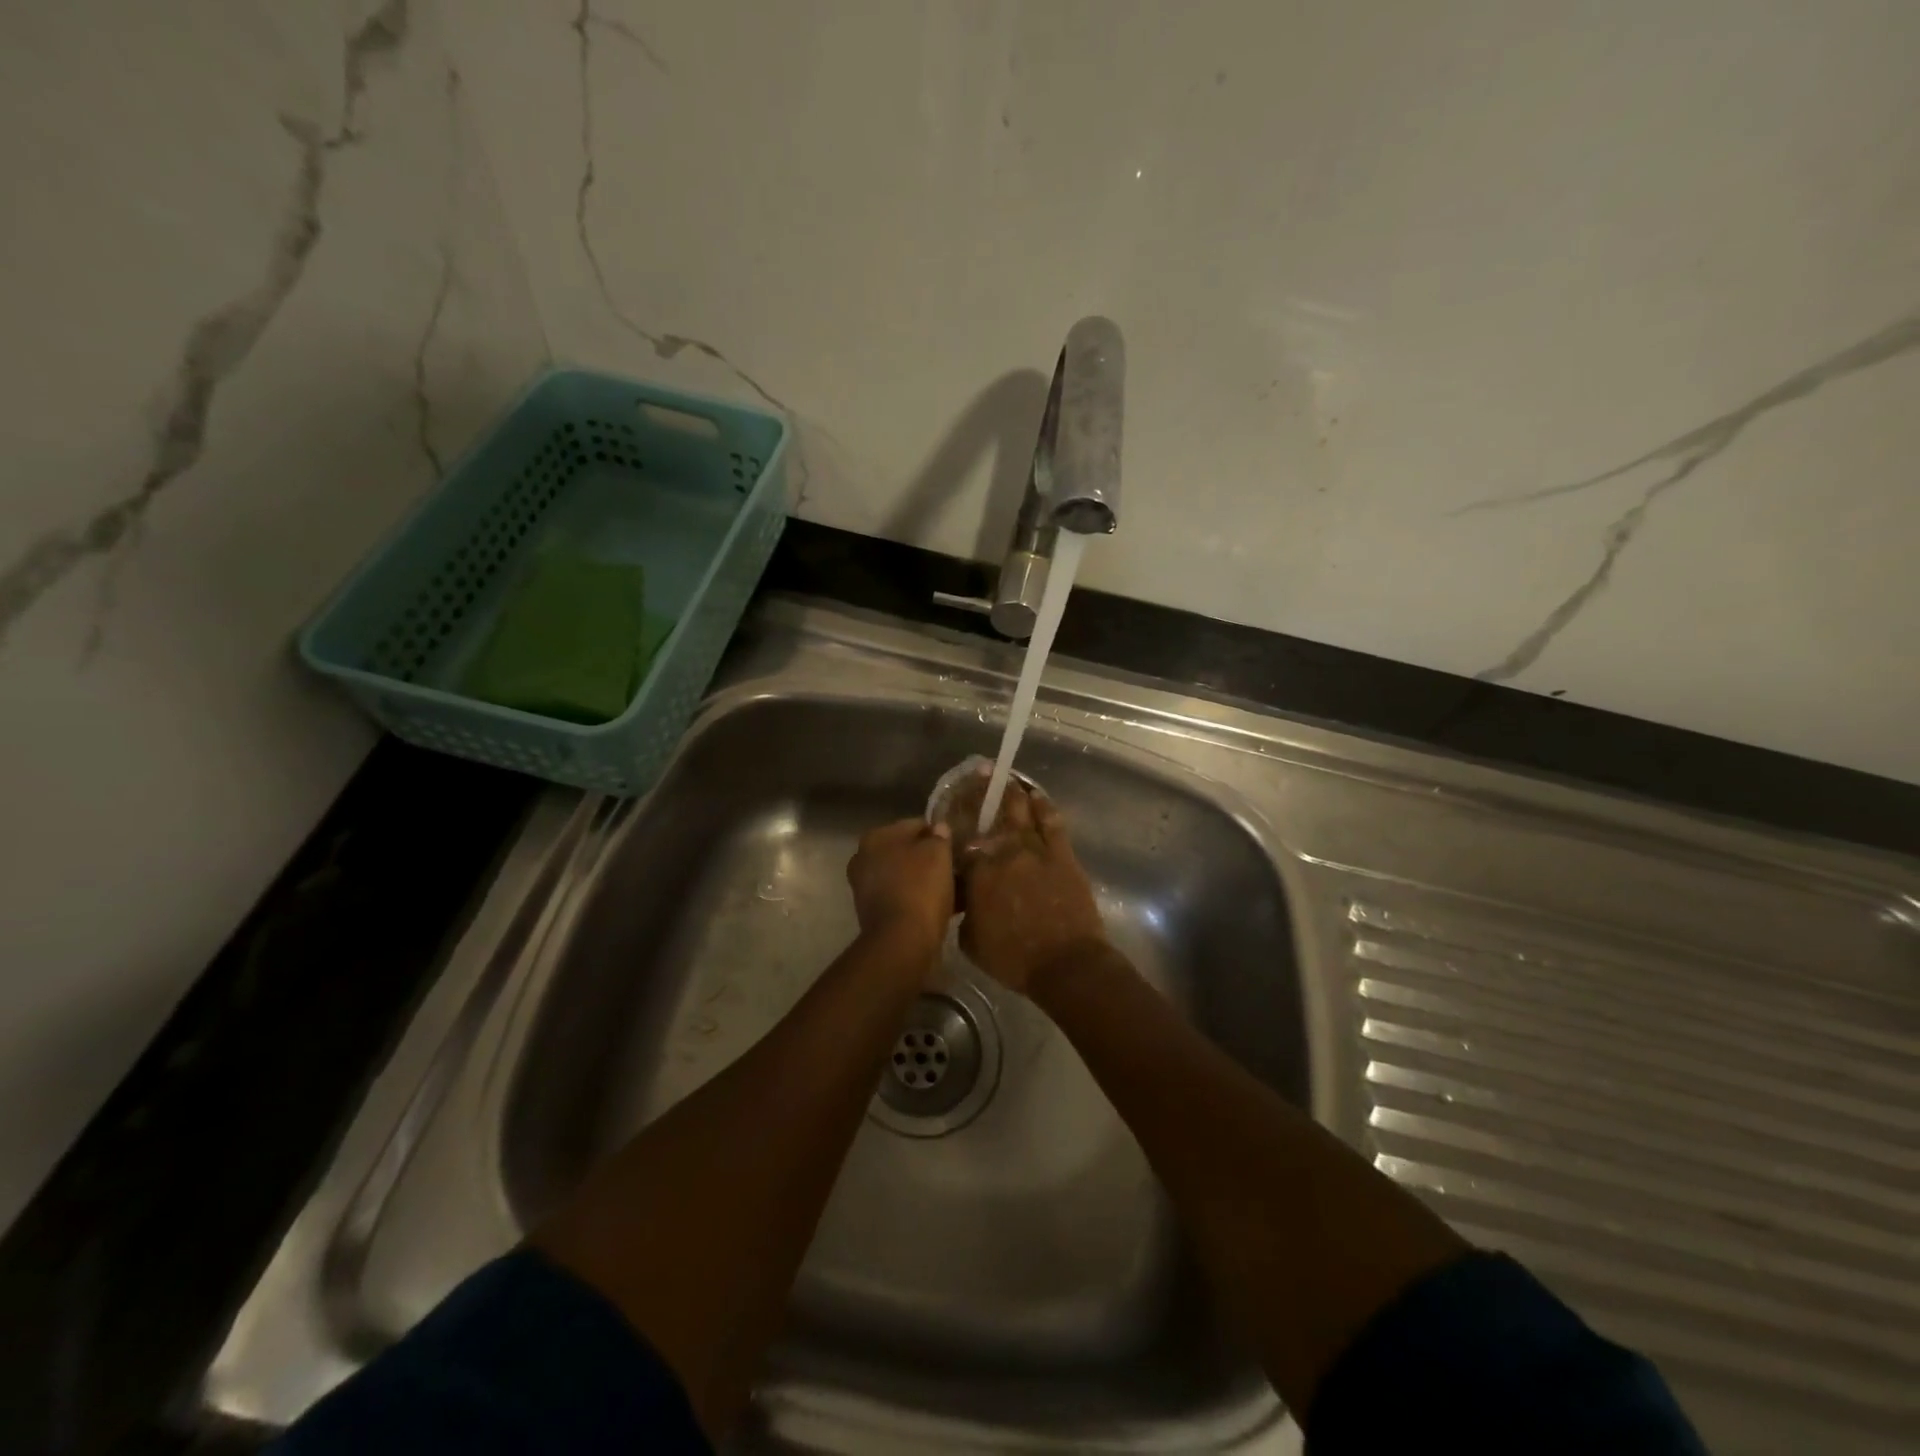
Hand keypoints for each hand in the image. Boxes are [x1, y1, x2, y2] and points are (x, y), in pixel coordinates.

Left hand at [846, 819, 954, 962]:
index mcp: (876, 837)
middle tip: (958, 867)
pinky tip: (946, 906)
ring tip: (957, 888)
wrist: (902, 942)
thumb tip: (938, 828)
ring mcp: (866, 888)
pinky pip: (904, 897)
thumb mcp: (938, 853)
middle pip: (908, 852)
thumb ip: (939, 836)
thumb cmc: (920, 888)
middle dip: (931, 858)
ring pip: (907, 876)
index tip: (958, 845)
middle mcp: (864, 859)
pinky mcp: (874, 913)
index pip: (915, 825)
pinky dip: (921, 899)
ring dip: (928, 880)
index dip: (939, 833)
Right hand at [956, 780, 1106, 995]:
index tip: (952, 816)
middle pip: (988, 818)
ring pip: (1019, 812)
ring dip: (1010, 793)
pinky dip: (1042, 805)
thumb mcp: (971, 942)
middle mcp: (1003, 853)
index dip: (956, 827)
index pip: (962, 843)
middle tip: (975, 778)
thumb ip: (964, 914)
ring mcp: (1034, 850)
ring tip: (1003, 778)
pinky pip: (1051, 821)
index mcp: (978, 874)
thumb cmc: (1014, 960)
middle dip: (979, 796)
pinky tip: (1035, 794)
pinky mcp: (1061, 853)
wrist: (1065, 964)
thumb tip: (964, 900)